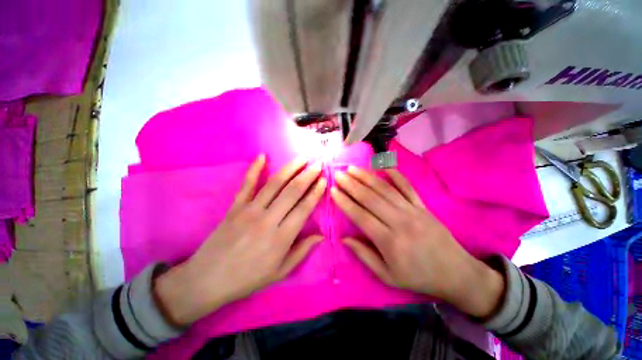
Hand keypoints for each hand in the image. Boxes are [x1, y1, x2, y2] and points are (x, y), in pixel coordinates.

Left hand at [155, 155, 325, 325]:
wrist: (207, 280)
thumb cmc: (248, 278)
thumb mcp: (280, 272)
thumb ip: (302, 251)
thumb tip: (321, 236)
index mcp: (281, 238)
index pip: (304, 208)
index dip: (315, 193)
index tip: (324, 181)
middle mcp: (268, 220)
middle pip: (292, 191)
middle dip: (308, 176)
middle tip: (318, 164)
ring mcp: (249, 210)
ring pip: (274, 184)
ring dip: (290, 168)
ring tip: (302, 158)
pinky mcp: (235, 207)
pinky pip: (247, 184)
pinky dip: (254, 169)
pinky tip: (262, 156)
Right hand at [331, 166, 503, 317]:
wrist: (456, 273)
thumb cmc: (418, 277)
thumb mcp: (388, 276)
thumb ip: (364, 256)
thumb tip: (345, 239)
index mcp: (389, 241)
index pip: (360, 216)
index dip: (345, 202)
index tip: (333, 190)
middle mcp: (399, 221)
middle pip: (371, 198)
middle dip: (352, 185)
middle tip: (339, 174)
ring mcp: (412, 211)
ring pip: (385, 189)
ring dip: (367, 177)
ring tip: (353, 168)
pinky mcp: (423, 205)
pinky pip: (407, 187)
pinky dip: (395, 175)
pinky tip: (383, 166)